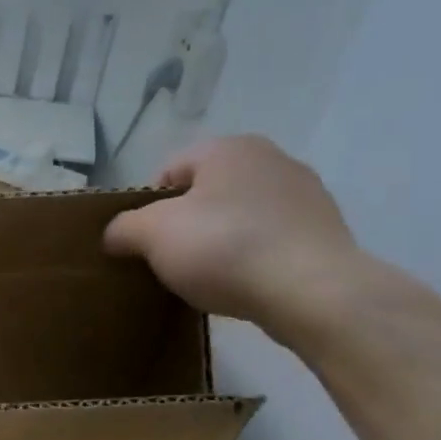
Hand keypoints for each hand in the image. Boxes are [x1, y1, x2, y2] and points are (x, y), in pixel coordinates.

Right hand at [103, 136, 360, 335]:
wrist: (312, 291)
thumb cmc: (224, 248)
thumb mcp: (153, 235)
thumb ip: (123, 228)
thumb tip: (114, 234)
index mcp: (228, 148)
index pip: (169, 171)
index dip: (148, 208)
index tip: (144, 244)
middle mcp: (271, 159)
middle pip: (207, 193)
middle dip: (185, 225)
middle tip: (171, 262)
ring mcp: (305, 195)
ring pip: (240, 217)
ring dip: (220, 242)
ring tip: (209, 278)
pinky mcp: (325, 232)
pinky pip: (271, 241)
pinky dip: (252, 258)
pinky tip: (244, 285)